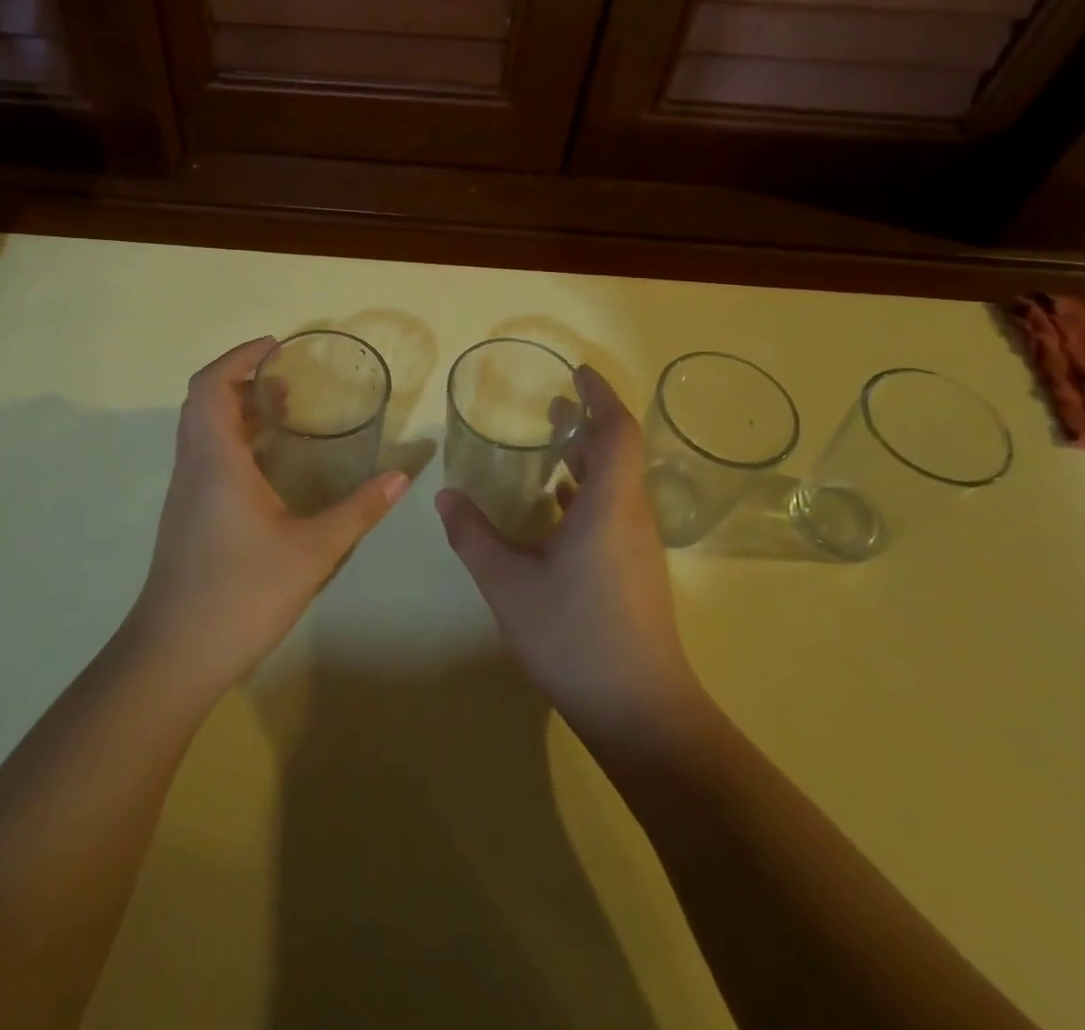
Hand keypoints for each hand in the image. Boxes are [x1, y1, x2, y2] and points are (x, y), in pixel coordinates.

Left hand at [129, 337, 409, 698]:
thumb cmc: (240, 594)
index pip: (211, 385)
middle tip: (287, 380)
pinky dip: (233, 440)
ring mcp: (185, 493)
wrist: (173, 656)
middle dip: (243, 379)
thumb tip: (401, 477)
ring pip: (201, 430)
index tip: (276, 347)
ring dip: (237, 411)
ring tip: (284, 413)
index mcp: (216, 461)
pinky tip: (268, 468)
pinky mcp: (186, 516)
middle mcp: (193, 466)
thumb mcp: (312, 552)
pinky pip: (205, 456)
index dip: (239, 357)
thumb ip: (358, 511)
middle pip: (204, 401)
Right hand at [436, 366, 701, 748]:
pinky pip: (614, 511)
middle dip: (588, 422)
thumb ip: (473, 536)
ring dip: (587, 458)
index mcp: (607, 506)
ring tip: (552, 446)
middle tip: (553, 403)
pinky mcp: (635, 572)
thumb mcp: (508, 584)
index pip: (616, 432)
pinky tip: (558, 507)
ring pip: (616, 484)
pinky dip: (587, 493)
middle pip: (619, 453)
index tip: (577, 373)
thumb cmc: (574, 636)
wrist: (639, 711)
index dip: (600, 396)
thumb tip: (445, 495)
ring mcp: (637, 547)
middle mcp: (630, 517)